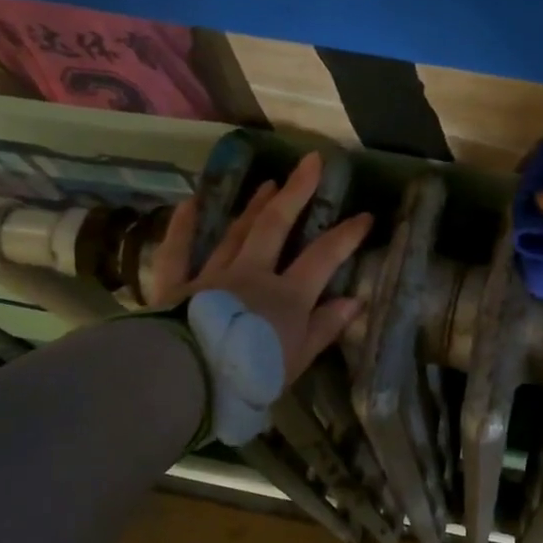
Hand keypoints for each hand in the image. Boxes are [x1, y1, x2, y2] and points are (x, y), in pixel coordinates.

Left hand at [150, 152, 373, 380]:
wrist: (188, 381)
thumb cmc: (250, 375)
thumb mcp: (298, 359)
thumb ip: (324, 327)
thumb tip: (354, 300)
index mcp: (287, 295)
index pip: (324, 257)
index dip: (347, 235)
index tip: (365, 215)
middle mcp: (252, 274)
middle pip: (275, 225)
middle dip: (297, 192)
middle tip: (311, 162)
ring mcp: (213, 275)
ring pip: (236, 232)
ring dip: (254, 205)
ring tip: (269, 182)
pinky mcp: (177, 285)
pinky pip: (180, 250)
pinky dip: (184, 226)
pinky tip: (190, 203)